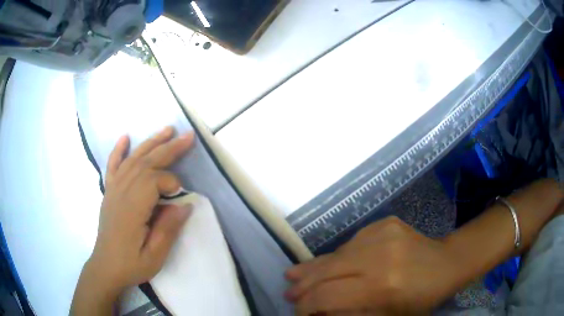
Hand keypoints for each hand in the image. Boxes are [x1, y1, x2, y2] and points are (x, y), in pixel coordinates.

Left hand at [72, 126, 194, 314]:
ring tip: (167, 130)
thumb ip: (168, 229)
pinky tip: (125, 138)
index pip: (153, 182)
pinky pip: (113, 165)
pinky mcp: (109, 191)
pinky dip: (119, 150)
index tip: (180, 197)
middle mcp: (121, 193)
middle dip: (168, 148)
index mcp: (132, 209)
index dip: (171, 183)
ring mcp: (113, 190)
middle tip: (188, 136)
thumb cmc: (131, 264)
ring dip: (151, 143)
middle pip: (145, 163)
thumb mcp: (154, 256)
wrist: (106, 267)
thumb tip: (186, 205)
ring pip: (133, 159)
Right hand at [285, 216, 460, 314]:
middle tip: (288, 291)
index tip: (297, 310)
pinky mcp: (385, 222)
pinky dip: (339, 255)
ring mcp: (383, 233)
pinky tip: (335, 264)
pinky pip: (352, 242)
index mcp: (382, 286)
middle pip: (328, 270)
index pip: (329, 295)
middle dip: (304, 284)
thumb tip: (318, 313)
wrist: (447, 262)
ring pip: (337, 252)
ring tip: (296, 274)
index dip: (307, 305)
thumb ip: (349, 315)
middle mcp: (380, 256)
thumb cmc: (420, 298)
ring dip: (315, 267)